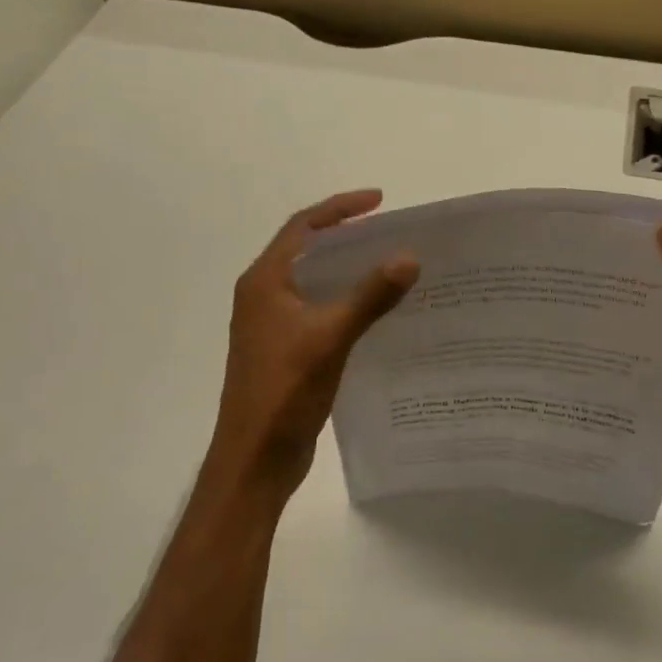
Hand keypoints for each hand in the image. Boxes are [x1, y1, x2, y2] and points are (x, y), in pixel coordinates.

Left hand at [208, 191, 418, 502]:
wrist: (253, 460)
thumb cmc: (283, 391)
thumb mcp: (330, 338)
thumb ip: (369, 296)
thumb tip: (408, 257)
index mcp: (265, 281)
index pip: (303, 227)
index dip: (340, 208)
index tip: (379, 201)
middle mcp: (264, 295)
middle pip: (307, 250)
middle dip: (347, 235)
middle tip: (389, 231)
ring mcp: (272, 324)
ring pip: (314, 281)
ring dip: (347, 269)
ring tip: (389, 263)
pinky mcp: (284, 349)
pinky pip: (318, 309)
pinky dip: (344, 299)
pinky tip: (375, 310)